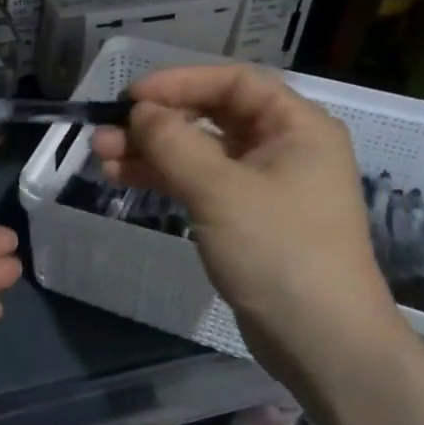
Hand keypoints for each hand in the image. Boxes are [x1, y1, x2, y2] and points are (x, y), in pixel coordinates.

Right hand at [89, 65, 402, 378]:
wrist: (321, 342)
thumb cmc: (279, 252)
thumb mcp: (220, 190)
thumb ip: (174, 142)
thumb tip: (139, 111)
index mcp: (296, 126)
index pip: (233, 82)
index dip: (179, 82)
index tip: (132, 97)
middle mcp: (282, 147)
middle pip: (210, 115)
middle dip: (155, 122)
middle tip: (104, 133)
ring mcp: (263, 184)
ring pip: (198, 151)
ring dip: (150, 151)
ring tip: (101, 157)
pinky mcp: (246, 217)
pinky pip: (198, 181)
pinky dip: (163, 177)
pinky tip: (122, 179)